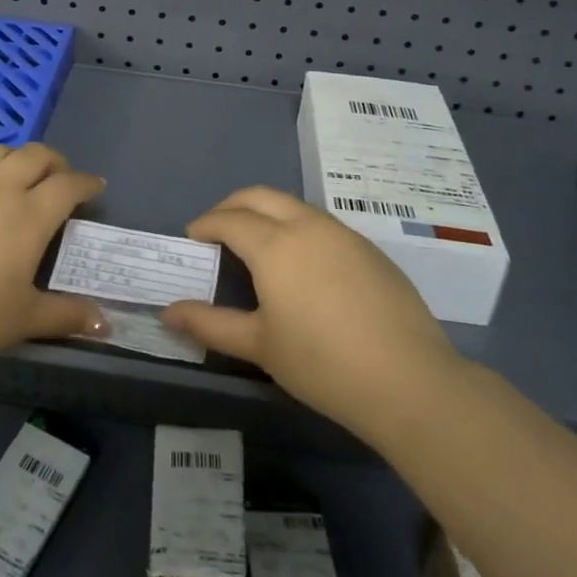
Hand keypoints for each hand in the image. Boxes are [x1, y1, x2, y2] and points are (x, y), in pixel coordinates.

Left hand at [0, 143, 108, 370]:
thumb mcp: (21, 321)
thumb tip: (106, 324)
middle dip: (54, 162)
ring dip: (14, 158)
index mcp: (29, 215)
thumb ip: (65, 316)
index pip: (68, 185)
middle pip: (35, 155)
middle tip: (58, 178)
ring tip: (16, 175)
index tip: (95, 188)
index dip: (86, 183)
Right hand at [162, 186, 461, 444]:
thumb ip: (211, 325)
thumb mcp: (260, 346)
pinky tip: (303, 265)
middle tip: (217, 230)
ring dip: (267, 213)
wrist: (408, 380)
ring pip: (294, 205)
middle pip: (260, 196)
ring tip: (257, 244)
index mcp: (275, 244)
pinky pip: (322, 224)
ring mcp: (343, 233)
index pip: (229, 219)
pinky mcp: (369, 248)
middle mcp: (307, 225)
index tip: (193, 238)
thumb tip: (168, 313)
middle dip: (232, 205)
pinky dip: (298, 228)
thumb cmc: (322, 363)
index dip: (206, 224)